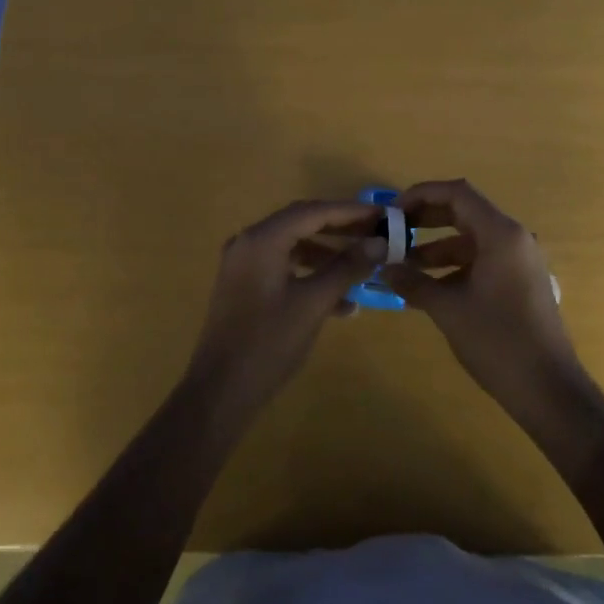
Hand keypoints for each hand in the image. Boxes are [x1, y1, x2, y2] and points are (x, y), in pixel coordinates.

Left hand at [186, 199, 384, 417]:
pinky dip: (311, 275)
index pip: (313, 212)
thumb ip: (347, 268)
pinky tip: (342, 303)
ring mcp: (244, 265)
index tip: (383, 215)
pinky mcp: (245, 286)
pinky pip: (284, 267)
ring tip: (363, 266)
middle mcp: (249, 243)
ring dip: (328, 255)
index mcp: (262, 240)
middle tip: (376, 233)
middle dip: (341, 228)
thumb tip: (381, 242)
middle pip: (302, 223)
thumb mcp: (314, 304)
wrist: (220, 392)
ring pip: (294, 247)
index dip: (350, 211)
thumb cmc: (268, 344)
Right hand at [381, 179, 588, 427]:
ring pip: (471, 240)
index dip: (421, 195)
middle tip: (393, 233)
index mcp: (501, 234)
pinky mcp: (519, 282)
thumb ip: (413, 283)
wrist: (548, 389)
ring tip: (402, 267)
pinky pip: (481, 261)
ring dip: (436, 248)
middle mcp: (513, 238)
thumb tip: (384, 268)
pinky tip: (427, 290)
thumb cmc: (498, 341)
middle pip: (464, 212)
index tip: (392, 211)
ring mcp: (519, 261)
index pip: (457, 193)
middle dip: (425, 220)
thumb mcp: (448, 309)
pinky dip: (454, 268)